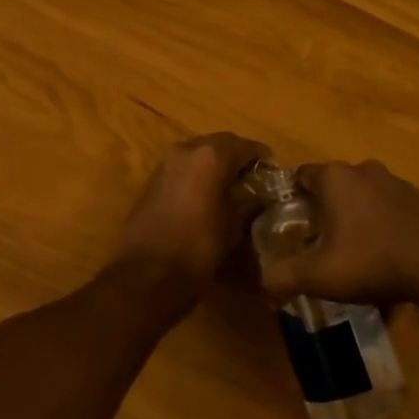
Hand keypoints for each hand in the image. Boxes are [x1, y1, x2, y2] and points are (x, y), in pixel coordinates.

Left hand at [108, 132, 269, 304]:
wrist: (145, 274)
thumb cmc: (197, 249)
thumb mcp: (233, 228)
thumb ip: (247, 204)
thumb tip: (257, 197)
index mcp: (211, 157)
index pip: (245, 146)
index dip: (261, 156)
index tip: (273, 170)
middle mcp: (187, 150)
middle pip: (220, 143)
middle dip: (237, 156)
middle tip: (253, 176)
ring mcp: (166, 163)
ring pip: (198, 153)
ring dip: (215, 163)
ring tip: (230, 186)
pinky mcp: (152, 179)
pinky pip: (182, 167)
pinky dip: (197, 173)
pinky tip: (205, 195)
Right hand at [257, 160, 418, 310]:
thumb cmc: (374, 260)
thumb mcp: (321, 275)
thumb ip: (285, 277)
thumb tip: (263, 284)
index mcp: (336, 178)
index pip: (301, 176)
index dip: (293, 200)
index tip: (292, 226)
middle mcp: (364, 170)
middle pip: (334, 187)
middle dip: (326, 213)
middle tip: (322, 246)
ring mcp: (397, 183)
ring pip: (365, 200)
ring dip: (358, 222)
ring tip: (358, 259)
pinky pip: (393, 213)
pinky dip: (386, 232)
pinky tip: (390, 265)